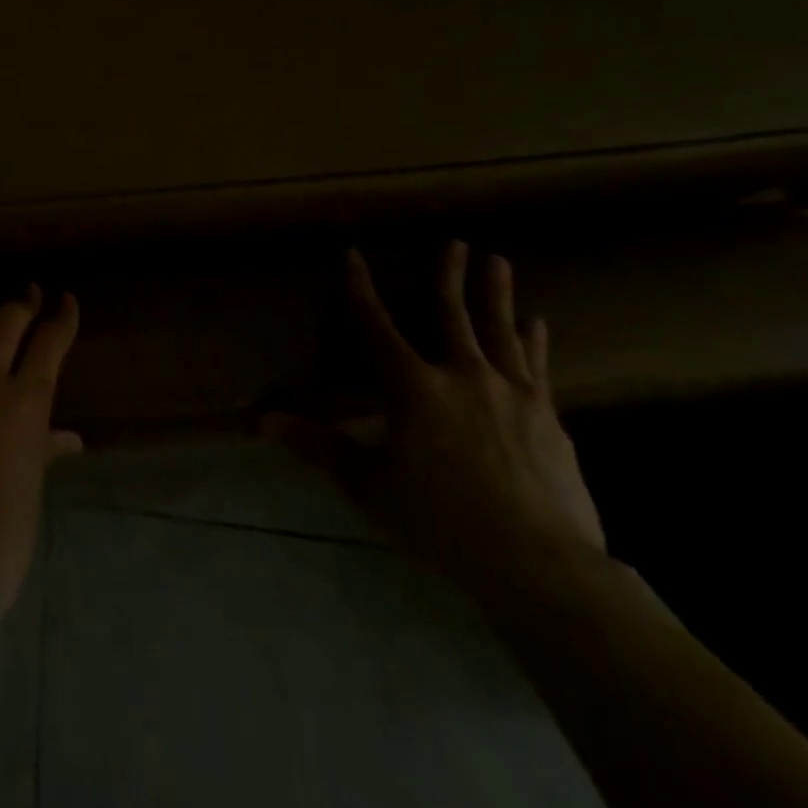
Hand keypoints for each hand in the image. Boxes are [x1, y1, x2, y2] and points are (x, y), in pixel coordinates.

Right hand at [266, 242, 605, 594]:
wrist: (541, 567)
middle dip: (449, 275)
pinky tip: (537, 324)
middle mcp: (463, 377)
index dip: (360, 288)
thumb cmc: (440, 521)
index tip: (353, 254)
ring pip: (500, 331)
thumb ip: (317, 446)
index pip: (376, 325)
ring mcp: (512, 395)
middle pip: (452, 314)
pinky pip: (536, 367)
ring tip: (498, 260)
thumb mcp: (367, 485)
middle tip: (455, 241)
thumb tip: (260, 421)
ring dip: (496, 294)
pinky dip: (533, 341)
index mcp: (413, 387)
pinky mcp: (548, 418)